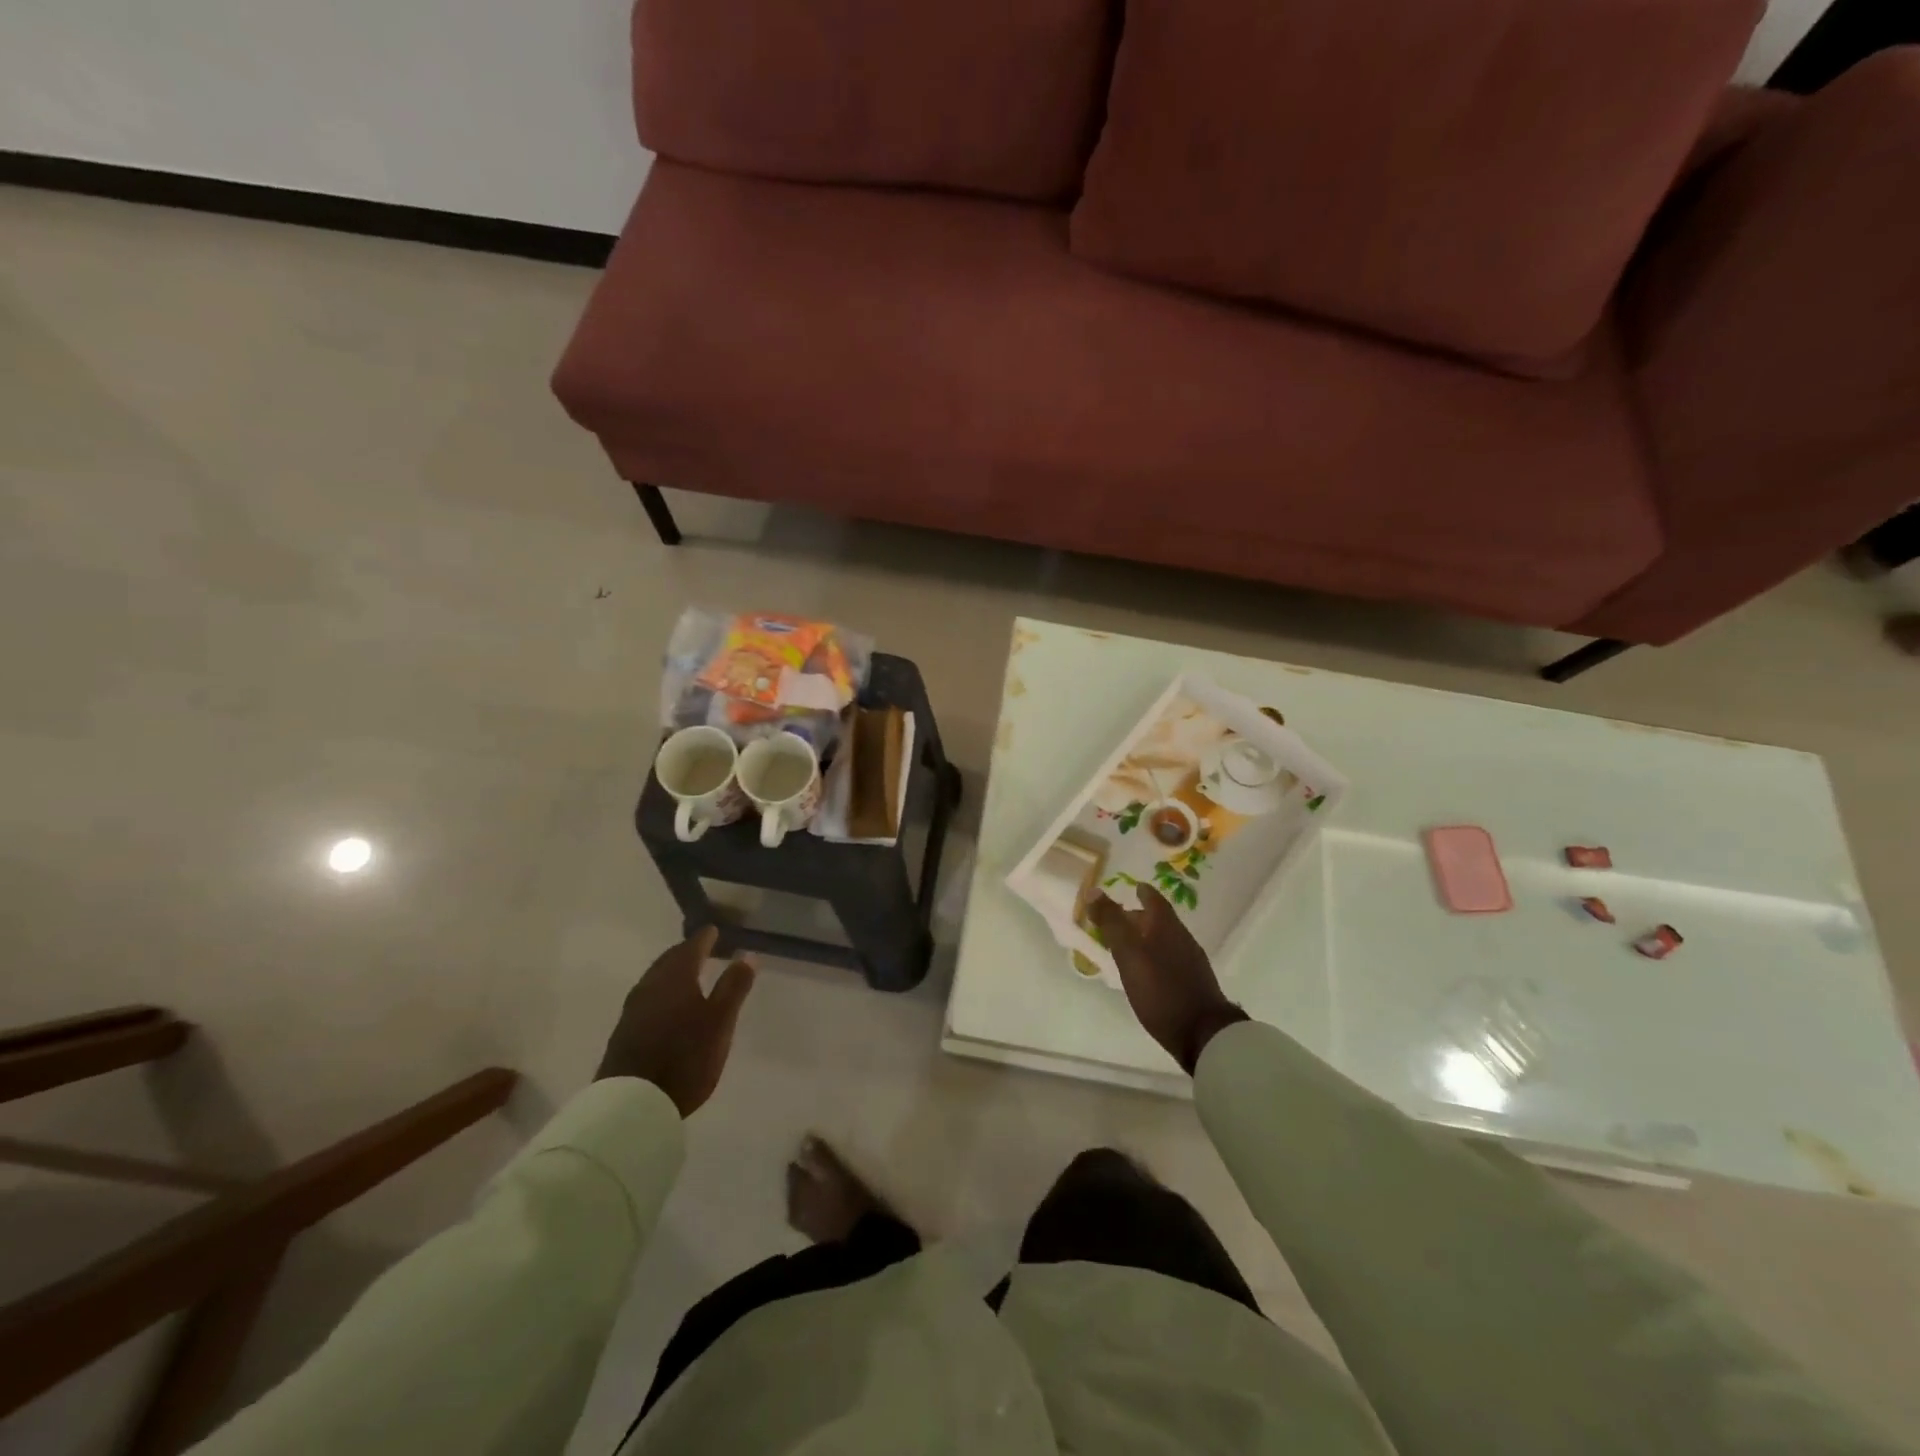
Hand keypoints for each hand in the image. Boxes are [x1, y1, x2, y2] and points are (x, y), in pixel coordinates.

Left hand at [596, 926, 755, 1115]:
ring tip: (686, 974)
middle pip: (669, 961)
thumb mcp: (720, 1021)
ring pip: (655, 979)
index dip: (704, 938)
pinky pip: (646, 998)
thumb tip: (748, 955)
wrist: (633, 1103)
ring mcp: (633, 1010)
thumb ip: (734, 987)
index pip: (691, 947)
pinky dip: (661, 991)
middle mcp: (650, 986)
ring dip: (671, 972)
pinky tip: (666, 1004)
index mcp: (675, 977)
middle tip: (701, 948)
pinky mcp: (624, 1032)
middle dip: (685, 952)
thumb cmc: (686, 1056)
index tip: (714, 930)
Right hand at [1087, 886, 1247, 1073]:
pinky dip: (1155, 955)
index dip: (1143, 892)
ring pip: (1166, 940)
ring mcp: (1191, 961)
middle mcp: (1182, 938)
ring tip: (1128, 945)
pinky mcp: (1194, 983)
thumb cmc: (1161, 990)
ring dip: (1147, 937)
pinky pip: (1171, 958)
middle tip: (1120, 918)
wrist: (1203, 1034)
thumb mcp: (1129, 955)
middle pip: (1160, 920)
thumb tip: (1094, 891)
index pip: (1155, 900)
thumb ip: (1112, 923)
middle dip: (1141, 916)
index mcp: (1167, 927)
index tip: (1133, 887)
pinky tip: (1147, 971)